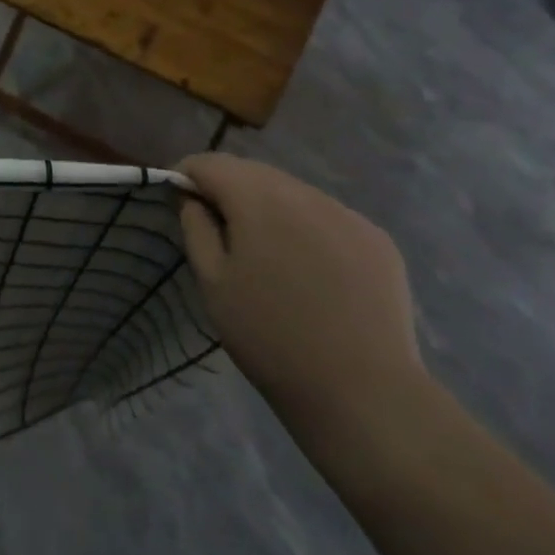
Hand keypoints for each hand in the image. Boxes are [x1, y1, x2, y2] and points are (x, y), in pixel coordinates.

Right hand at [177, 153, 424, 435]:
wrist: (361, 391)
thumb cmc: (269, 338)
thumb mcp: (213, 283)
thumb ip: (196, 227)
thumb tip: (193, 196)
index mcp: (259, 199)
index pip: (211, 163)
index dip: (187, 175)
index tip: (177, 199)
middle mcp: (305, 193)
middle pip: (254, 172)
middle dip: (228, 188)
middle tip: (217, 227)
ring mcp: (347, 213)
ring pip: (292, 192)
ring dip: (269, 206)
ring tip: (264, 251)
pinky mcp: (376, 238)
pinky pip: (327, 216)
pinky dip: (306, 227)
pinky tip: (308, 269)